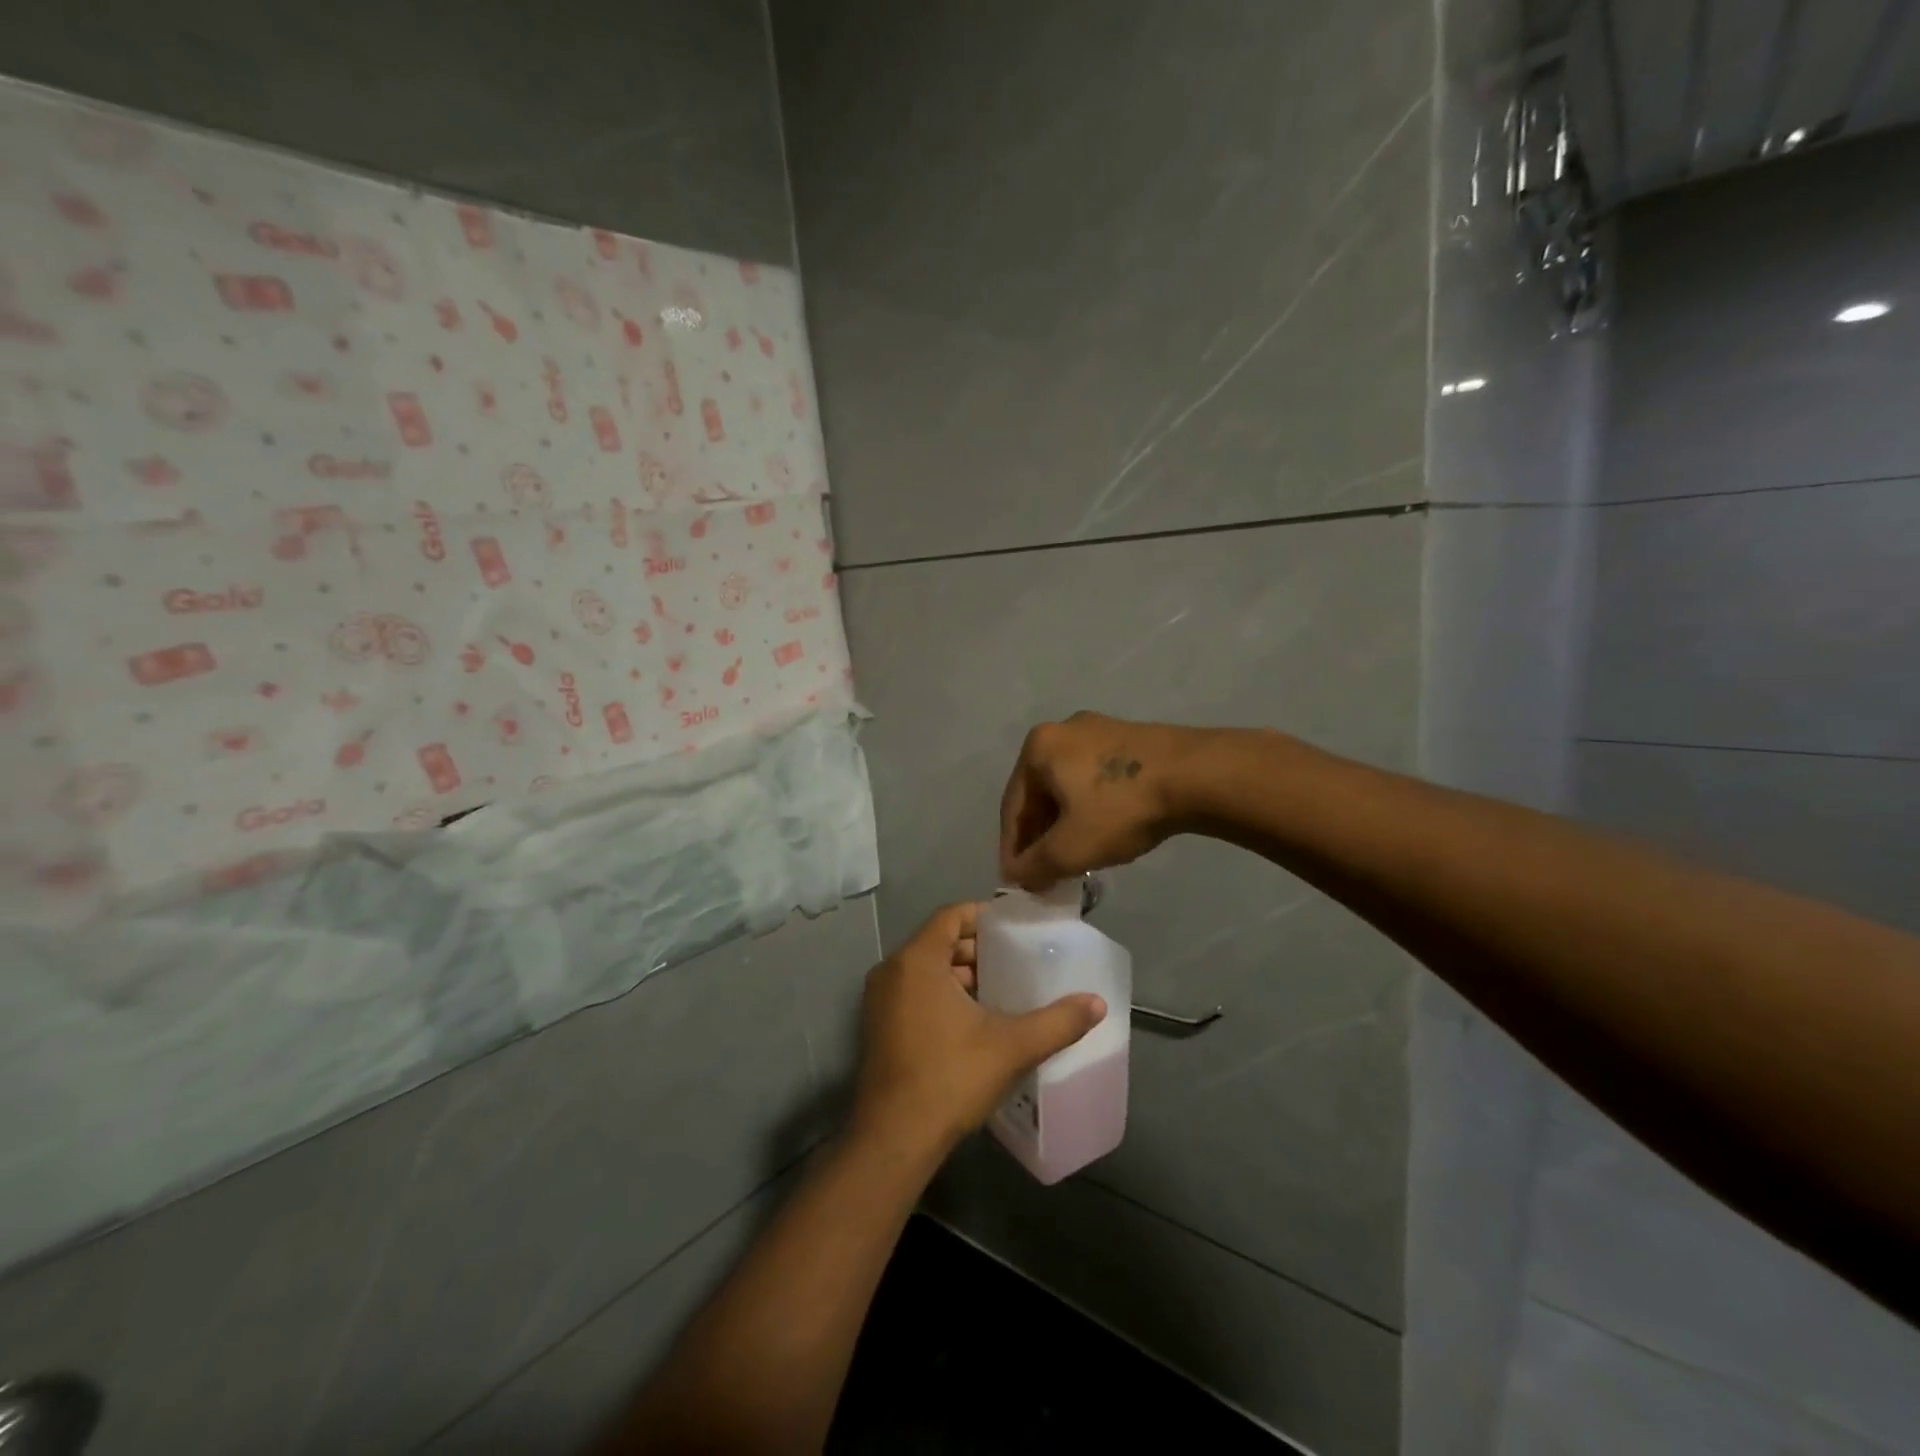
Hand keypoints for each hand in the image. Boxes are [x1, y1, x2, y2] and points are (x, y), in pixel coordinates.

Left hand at [853, 902, 1106, 1157]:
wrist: (894, 1139)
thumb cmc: (950, 1078)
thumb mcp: (1012, 1047)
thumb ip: (1058, 1022)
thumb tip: (1097, 1004)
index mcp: (917, 961)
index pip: (951, 916)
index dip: (984, 916)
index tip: (1016, 928)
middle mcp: (891, 971)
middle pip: (939, 941)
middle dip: (977, 948)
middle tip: (1016, 960)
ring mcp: (879, 1000)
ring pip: (926, 969)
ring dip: (961, 974)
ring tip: (1002, 989)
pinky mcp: (878, 1026)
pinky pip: (913, 991)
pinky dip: (941, 993)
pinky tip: (975, 1019)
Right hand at [999, 711, 1201, 888]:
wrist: (1196, 775)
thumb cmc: (1120, 808)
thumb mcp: (1070, 848)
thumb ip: (1035, 866)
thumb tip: (1017, 876)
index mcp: (1037, 748)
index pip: (1012, 808)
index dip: (1012, 849)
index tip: (1017, 881)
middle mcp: (1062, 730)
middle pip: (1040, 794)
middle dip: (1040, 836)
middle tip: (1045, 871)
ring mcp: (1099, 730)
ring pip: (1069, 786)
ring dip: (1065, 823)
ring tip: (1074, 856)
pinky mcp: (1130, 738)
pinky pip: (1096, 779)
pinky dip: (1090, 807)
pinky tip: (1102, 831)